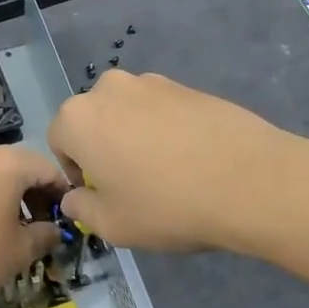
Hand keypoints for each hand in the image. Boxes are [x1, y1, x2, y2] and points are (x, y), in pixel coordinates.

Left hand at [0, 144, 64, 307]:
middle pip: (21, 168)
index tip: (67, 219)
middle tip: (42, 226)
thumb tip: (54, 231)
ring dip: (11, 197)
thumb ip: (45, 236)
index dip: (63, 195)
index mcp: (8, 163)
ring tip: (14, 229)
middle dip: (36, 195)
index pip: (49, 170)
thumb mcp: (19, 251)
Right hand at [48, 70, 299, 252]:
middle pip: (92, 121)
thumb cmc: (167, 206)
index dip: (75, 172)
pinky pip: (161, 111)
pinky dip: (166, 131)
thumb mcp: (112, 225)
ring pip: (127, 114)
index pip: (58, 142)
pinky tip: (191, 160)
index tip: (101, 195)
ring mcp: (152, 82)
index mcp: (78, 118)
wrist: (251, 181)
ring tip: (165, 173)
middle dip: (102, 149)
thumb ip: (81, 208)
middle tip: (131, 184)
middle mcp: (109, 89)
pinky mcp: (188, 86)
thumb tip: (74, 197)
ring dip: (133, 137)